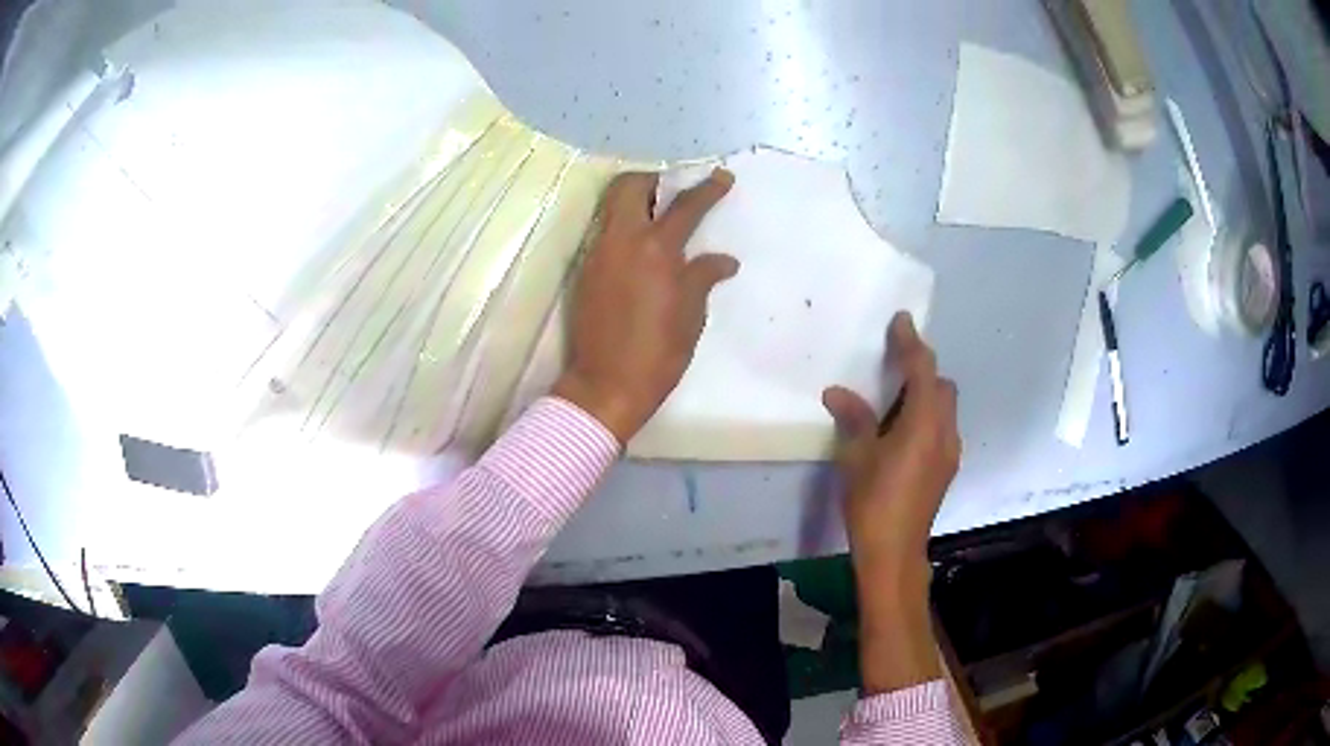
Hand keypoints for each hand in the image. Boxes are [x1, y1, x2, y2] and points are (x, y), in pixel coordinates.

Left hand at [553, 168, 736, 443]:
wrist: (605, 385)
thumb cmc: (658, 354)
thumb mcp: (691, 316)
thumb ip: (704, 278)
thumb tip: (724, 259)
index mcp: (655, 250)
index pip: (685, 207)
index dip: (707, 189)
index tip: (722, 177)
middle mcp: (621, 241)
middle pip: (630, 187)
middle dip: (653, 180)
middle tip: (673, 193)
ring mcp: (597, 254)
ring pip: (611, 207)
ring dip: (635, 202)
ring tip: (658, 219)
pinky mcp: (585, 271)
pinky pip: (605, 232)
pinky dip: (624, 227)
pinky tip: (641, 250)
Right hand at [823, 312, 959, 569]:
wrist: (894, 552)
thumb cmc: (873, 501)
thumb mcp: (856, 457)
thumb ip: (853, 419)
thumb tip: (837, 392)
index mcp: (924, 423)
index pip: (922, 370)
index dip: (911, 343)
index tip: (901, 321)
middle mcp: (944, 432)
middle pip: (942, 387)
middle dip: (922, 371)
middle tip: (893, 368)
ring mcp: (949, 452)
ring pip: (945, 409)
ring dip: (926, 396)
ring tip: (894, 402)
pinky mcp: (946, 469)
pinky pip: (942, 428)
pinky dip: (927, 418)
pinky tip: (902, 435)